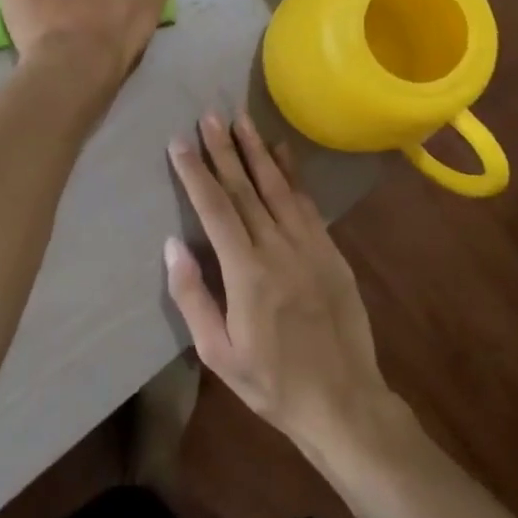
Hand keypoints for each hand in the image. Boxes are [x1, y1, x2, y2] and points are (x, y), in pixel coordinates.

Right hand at [165, 111, 401, 456]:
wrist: (345, 402)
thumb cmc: (272, 383)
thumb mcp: (218, 354)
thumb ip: (193, 297)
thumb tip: (172, 245)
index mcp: (246, 273)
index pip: (215, 209)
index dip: (196, 173)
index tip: (179, 143)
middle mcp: (278, 249)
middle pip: (245, 188)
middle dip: (223, 149)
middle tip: (209, 115)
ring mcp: (309, 246)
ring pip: (277, 187)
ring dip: (257, 150)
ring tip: (241, 119)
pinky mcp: (330, 251)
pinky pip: (307, 202)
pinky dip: (292, 173)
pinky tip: (282, 151)